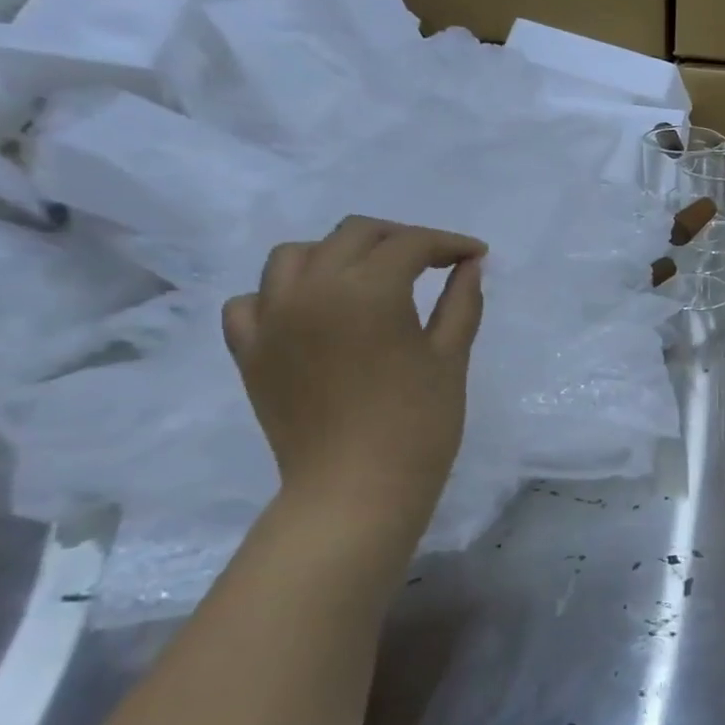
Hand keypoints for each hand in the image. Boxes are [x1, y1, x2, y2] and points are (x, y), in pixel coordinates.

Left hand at [222, 216, 485, 530]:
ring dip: (338, 253)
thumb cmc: (418, 424)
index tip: (476, 254)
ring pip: (296, 255)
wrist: (356, 489)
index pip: (410, 245)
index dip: (448, 243)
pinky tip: (311, 310)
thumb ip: (460, 302)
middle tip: (435, 260)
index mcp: (367, 291)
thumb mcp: (450, 357)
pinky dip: (283, 293)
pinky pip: (253, 300)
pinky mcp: (249, 349)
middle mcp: (310, 289)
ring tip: (370, 275)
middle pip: (353, 235)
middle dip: (400, 238)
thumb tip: (470, 266)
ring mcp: (271, 318)